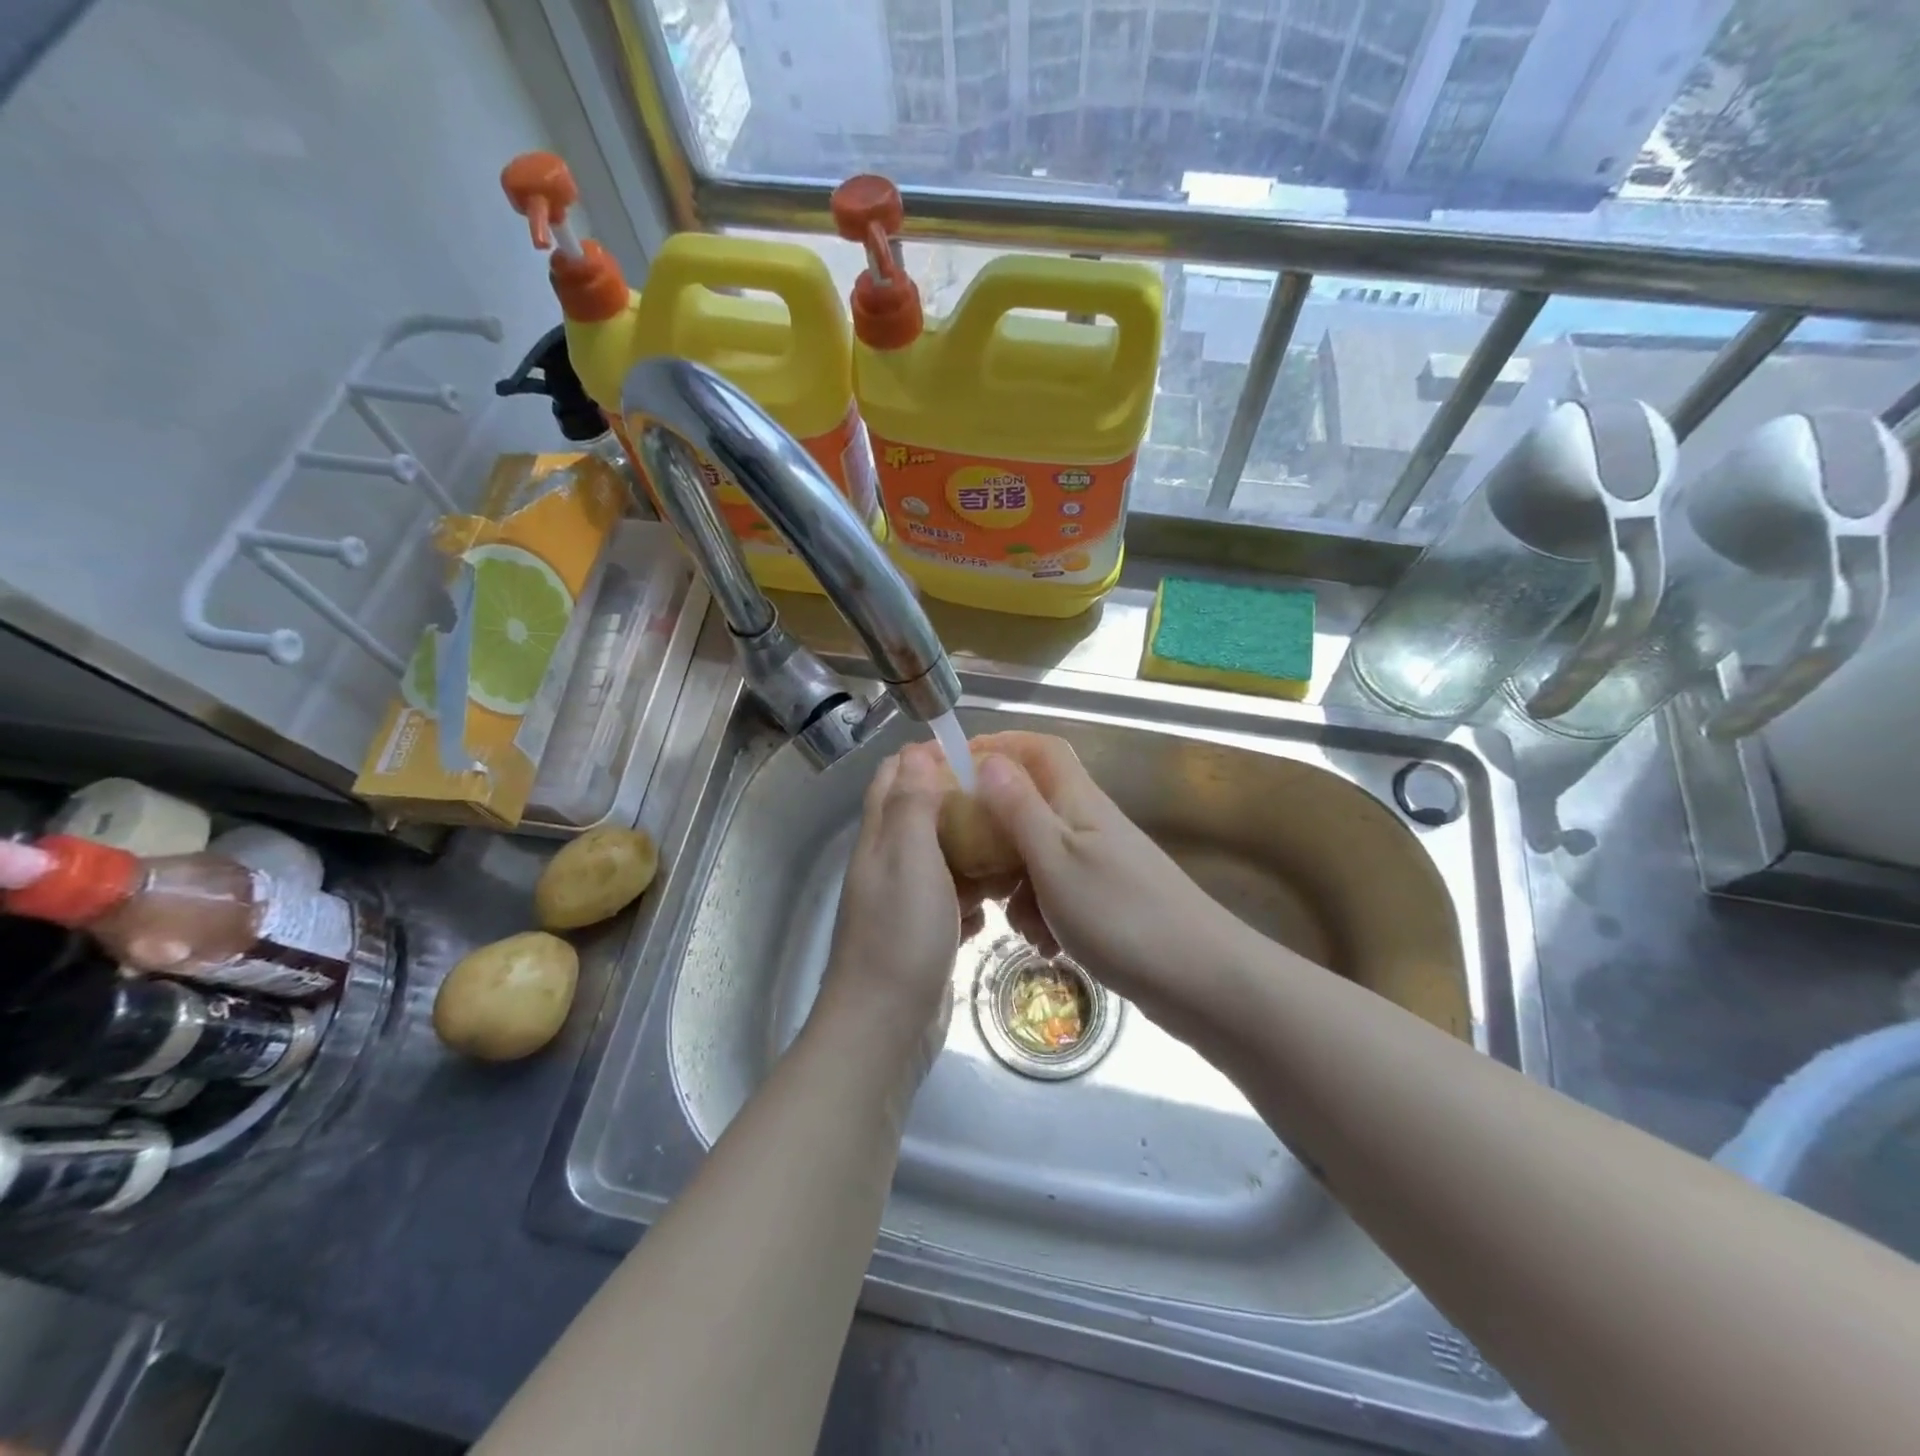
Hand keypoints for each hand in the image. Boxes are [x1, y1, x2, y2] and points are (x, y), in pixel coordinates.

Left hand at [813, 742, 979, 1074]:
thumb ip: (912, 805)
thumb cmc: (900, 935)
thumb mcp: (909, 858)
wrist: (885, 1027)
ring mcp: (904, 904)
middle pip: (921, 817)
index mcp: (879, 839)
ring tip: (1012, 848)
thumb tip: (916, 752)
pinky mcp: (923, 936)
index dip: (926, 758)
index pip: (893, 778)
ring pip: (941, 860)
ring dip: (971, 851)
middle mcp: (887, 865)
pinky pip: (951, 903)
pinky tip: (995, 906)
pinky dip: (972, 898)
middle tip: (1004, 801)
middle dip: (957, 802)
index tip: (973, 754)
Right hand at [971, 731, 1262, 1045]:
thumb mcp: (1055, 860)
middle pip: (1031, 805)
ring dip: (1017, 885)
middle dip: (996, 833)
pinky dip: (1043, 913)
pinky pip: (1058, 892)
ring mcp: (1100, 863)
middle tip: (970, 864)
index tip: (956, 767)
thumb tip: (988, 759)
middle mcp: (1089, 823)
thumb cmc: (1120, 914)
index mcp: (1078, 801)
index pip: (1038, 749)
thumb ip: (1019, 809)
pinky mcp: (1106, 901)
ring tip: (1016, 923)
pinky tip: (1046, 945)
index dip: (999, 747)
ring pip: (1039, 855)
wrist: (1201, 980)